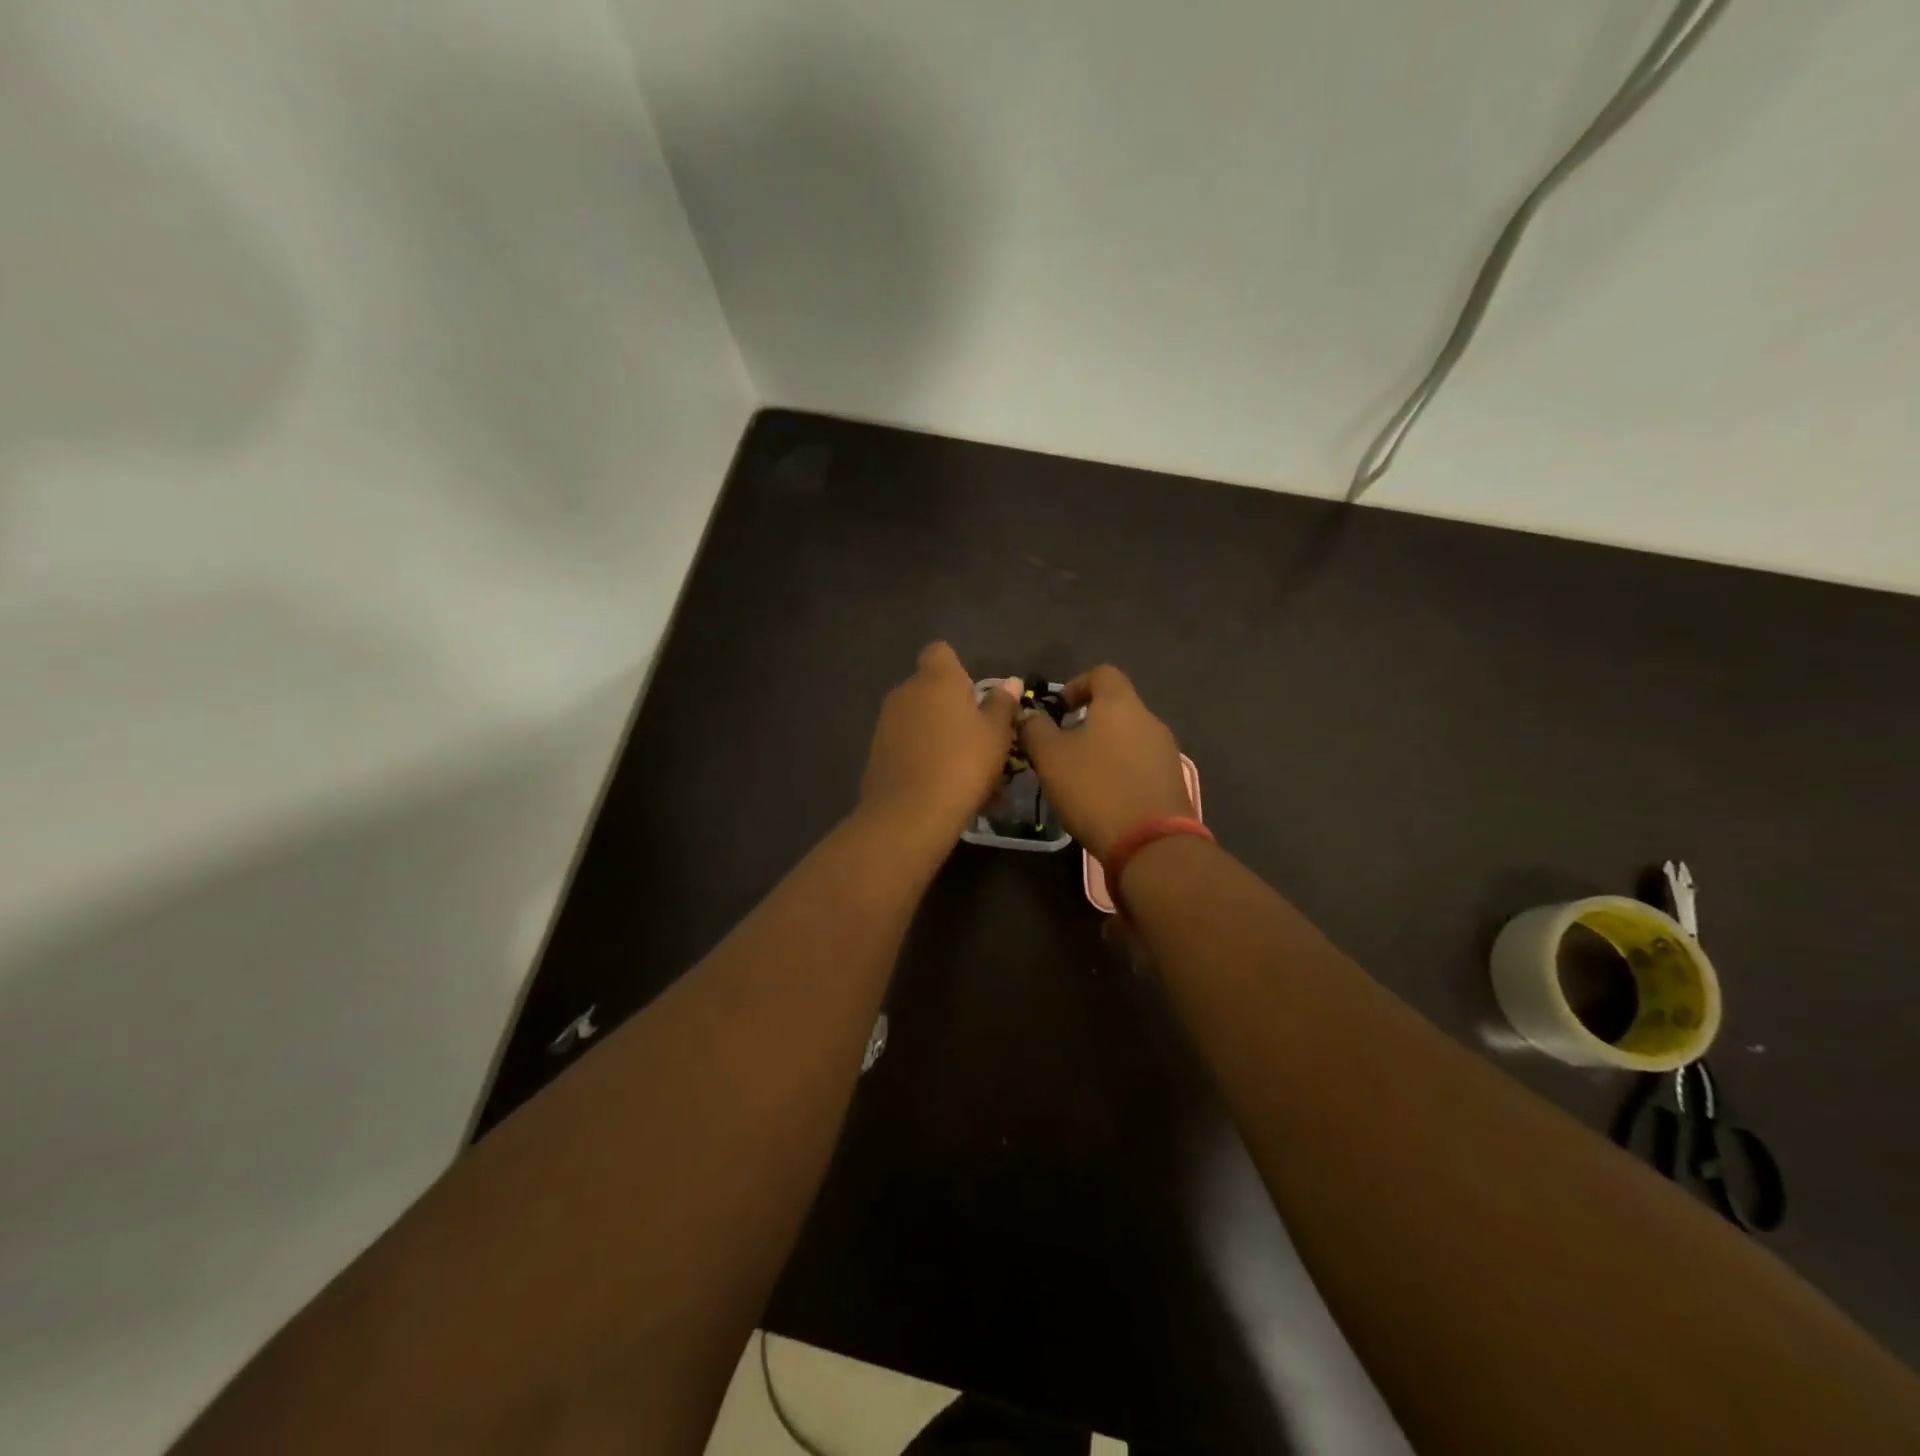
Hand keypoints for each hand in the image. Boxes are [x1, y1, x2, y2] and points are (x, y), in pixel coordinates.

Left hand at [860, 643, 1019, 839]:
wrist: (910, 814)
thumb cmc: (963, 764)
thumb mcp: (996, 734)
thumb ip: (1002, 705)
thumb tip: (1010, 682)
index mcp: (935, 679)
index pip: (940, 652)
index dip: (958, 668)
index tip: (976, 695)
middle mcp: (905, 693)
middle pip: (931, 688)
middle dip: (953, 707)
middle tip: (980, 738)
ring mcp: (886, 723)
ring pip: (920, 720)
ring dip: (940, 735)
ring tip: (967, 770)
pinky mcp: (877, 753)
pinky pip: (908, 746)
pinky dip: (925, 757)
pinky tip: (944, 786)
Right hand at [1017, 665, 1190, 860]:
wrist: (1152, 844)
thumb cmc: (1095, 789)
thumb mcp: (1051, 758)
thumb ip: (1035, 729)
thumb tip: (1028, 713)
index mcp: (1120, 704)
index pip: (1102, 673)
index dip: (1077, 685)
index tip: (1058, 710)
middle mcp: (1149, 719)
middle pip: (1117, 706)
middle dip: (1088, 721)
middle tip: (1062, 746)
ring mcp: (1166, 751)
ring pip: (1129, 737)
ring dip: (1104, 747)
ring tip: (1080, 775)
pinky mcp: (1173, 780)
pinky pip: (1141, 763)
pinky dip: (1121, 769)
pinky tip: (1104, 796)